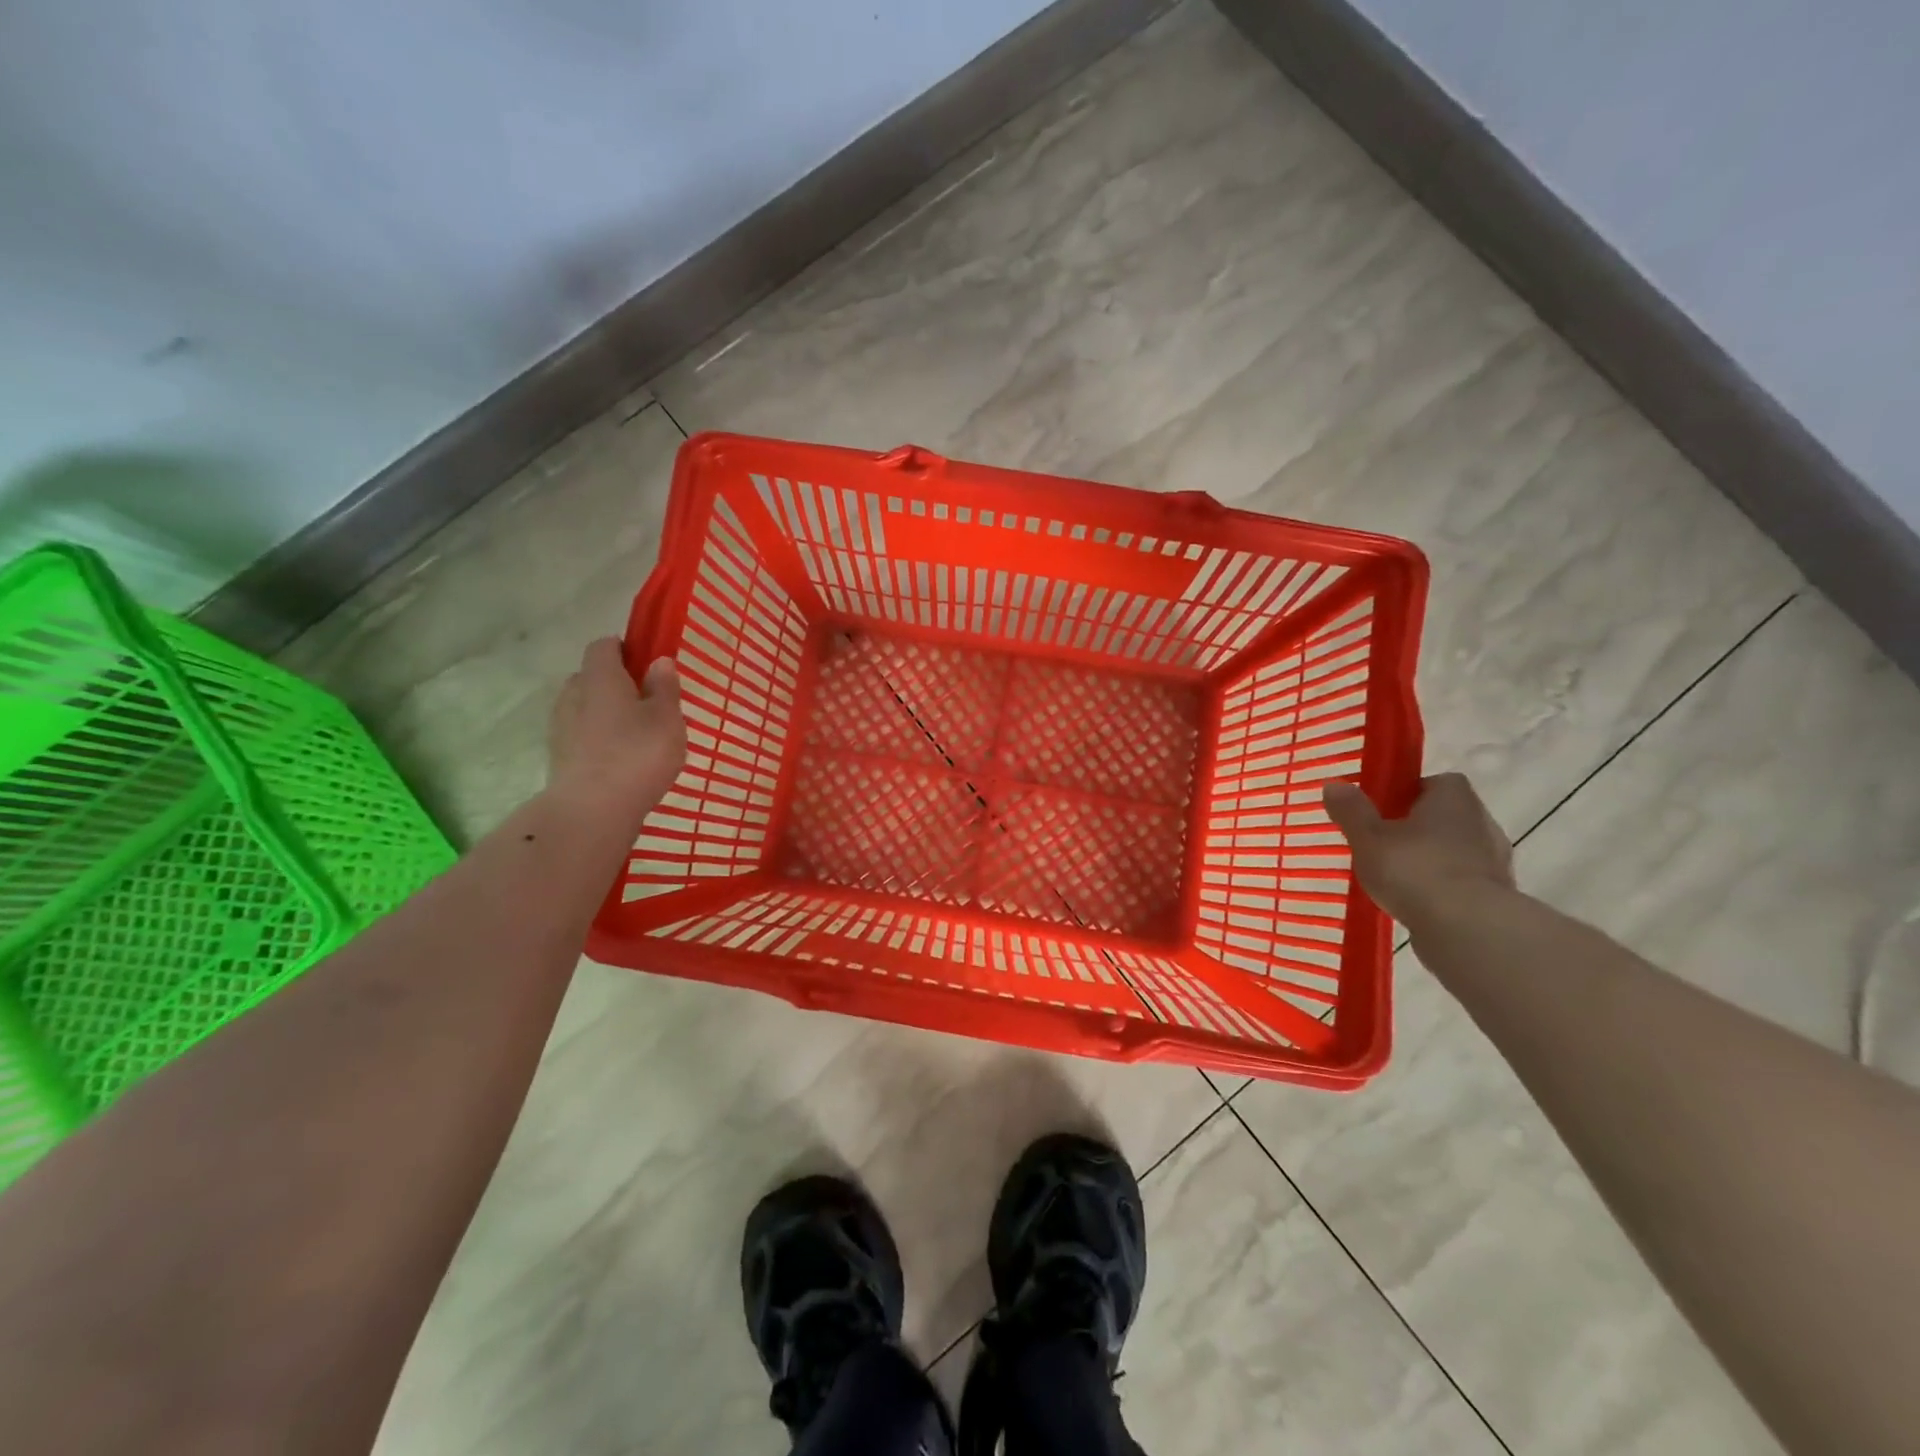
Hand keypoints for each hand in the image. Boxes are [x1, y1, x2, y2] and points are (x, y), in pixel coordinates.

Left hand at [547, 637, 685, 828]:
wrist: (591, 811)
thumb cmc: (637, 754)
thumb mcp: (667, 718)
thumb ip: (664, 687)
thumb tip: (659, 661)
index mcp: (600, 677)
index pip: (604, 646)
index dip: (626, 649)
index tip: (649, 665)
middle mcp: (573, 694)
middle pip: (592, 677)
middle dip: (616, 684)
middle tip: (647, 704)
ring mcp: (561, 727)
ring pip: (585, 708)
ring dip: (607, 715)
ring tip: (637, 738)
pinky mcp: (559, 757)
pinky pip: (581, 736)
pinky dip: (599, 741)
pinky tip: (621, 762)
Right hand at [1324, 772, 1514, 928]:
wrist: (1469, 929)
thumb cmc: (1414, 869)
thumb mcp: (1368, 838)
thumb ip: (1351, 811)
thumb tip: (1334, 784)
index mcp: (1453, 798)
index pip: (1437, 783)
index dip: (1410, 793)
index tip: (1384, 810)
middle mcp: (1482, 821)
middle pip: (1446, 817)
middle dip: (1418, 828)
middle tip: (1383, 844)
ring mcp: (1495, 861)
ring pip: (1455, 851)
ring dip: (1431, 859)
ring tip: (1396, 879)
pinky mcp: (1497, 896)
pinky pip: (1463, 882)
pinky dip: (1442, 888)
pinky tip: (1417, 903)